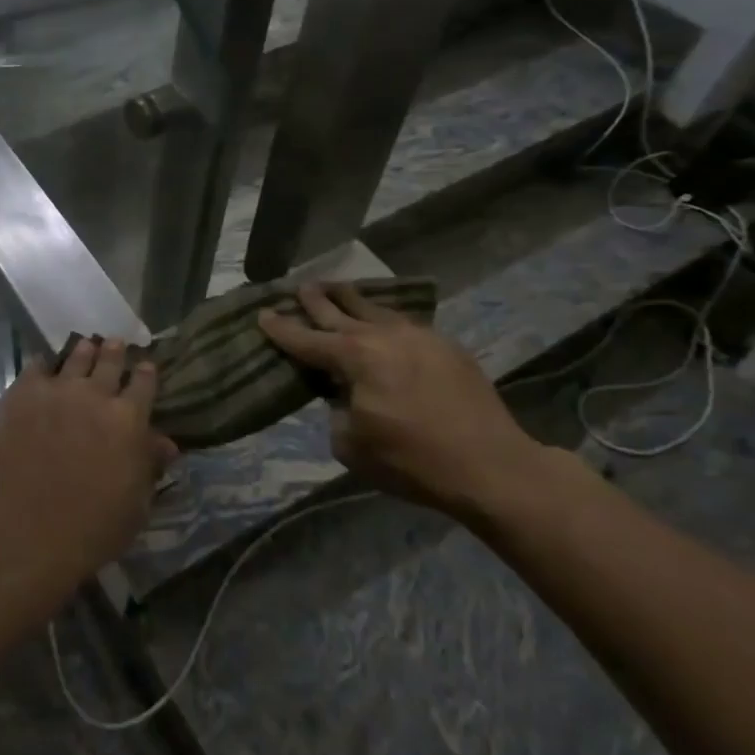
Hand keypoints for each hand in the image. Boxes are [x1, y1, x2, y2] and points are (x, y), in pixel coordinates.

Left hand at [0, 338, 175, 592]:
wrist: (23, 533)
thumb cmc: (90, 529)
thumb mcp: (135, 505)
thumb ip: (149, 466)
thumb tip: (167, 443)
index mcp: (129, 420)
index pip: (144, 384)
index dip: (146, 373)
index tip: (146, 366)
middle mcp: (95, 395)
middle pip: (109, 361)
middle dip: (115, 352)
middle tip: (115, 343)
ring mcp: (55, 391)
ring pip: (75, 359)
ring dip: (84, 352)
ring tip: (86, 345)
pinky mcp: (20, 396)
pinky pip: (34, 368)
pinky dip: (42, 365)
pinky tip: (43, 366)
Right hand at [258, 284, 561, 515]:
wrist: (492, 467)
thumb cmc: (413, 461)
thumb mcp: (351, 446)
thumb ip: (337, 411)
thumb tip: (346, 397)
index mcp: (355, 357)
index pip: (306, 339)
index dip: (281, 328)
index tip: (262, 313)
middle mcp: (383, 336)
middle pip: (340, 311)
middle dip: (316, 300)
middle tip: (299, 287)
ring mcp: (419, 337)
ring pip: (376, 309)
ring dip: (352, 300)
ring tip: (338, 289)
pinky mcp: (447, 347)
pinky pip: (404, 323)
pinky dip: (384, 318)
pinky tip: (383, 320)